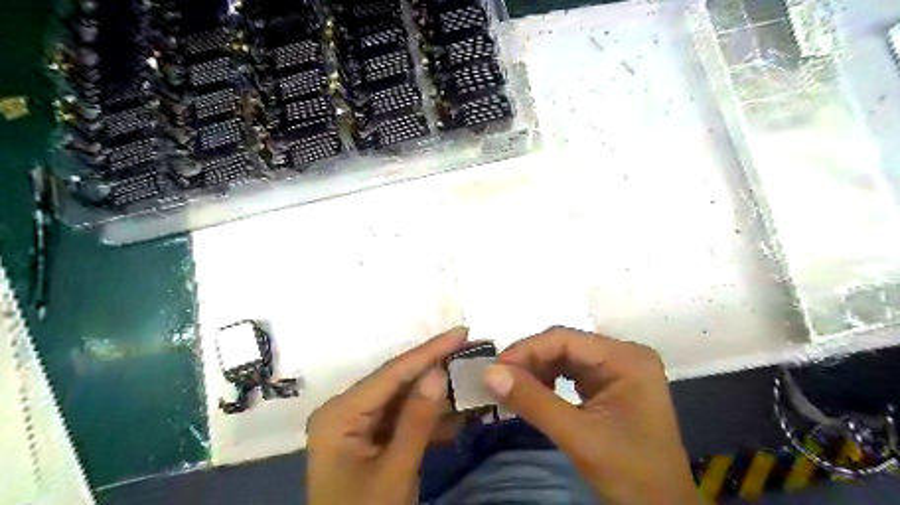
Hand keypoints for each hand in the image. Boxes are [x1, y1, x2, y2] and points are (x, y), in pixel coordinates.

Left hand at [307, 327, 467, 503]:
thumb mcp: (394, 472)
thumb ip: (416, 420)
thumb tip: (438, 372)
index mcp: (340, 413)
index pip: (392, 373)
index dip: (429, 351)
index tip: (461, 332)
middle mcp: (346, 410)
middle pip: (397, 382)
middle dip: (435, 369)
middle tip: (470, 350)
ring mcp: (358, 425)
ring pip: (404, 400)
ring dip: (437, 395)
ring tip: (471, 378)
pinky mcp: (370, 440)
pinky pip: (403, 420)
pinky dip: (429, 419)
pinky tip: (458, 415)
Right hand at [486, 327, 694, 504]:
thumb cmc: (630, 475)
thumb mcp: (578, 437)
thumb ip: (533, 402)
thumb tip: (488, 373)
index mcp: (626, 358)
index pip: (565, 339)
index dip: (526, 350)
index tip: (493, 369)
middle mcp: (623, 355)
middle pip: (564, 346)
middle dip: (530, 363)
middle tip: (497, 380)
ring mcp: (618, 369)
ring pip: (565, 359)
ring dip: (536, 372)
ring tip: (511, 389)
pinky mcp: (610, 385)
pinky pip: (571, 373)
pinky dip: (548, 383)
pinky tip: (533, 394)